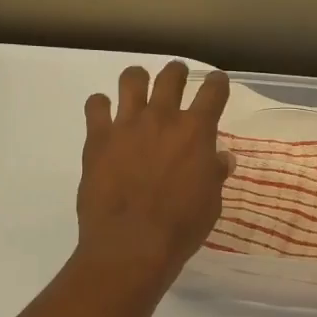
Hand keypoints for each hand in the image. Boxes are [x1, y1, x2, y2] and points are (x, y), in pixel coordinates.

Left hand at [76, 62, 231, 293]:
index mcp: (196, 131)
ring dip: (138, 79)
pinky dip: (101, 106)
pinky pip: (95, 106)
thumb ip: (214, 173)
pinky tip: (104, 115)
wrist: (131, 244)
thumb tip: (220, 158)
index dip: (217, 83)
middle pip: (171, 76)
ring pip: (131, 79)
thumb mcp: (210, 202)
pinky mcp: (98, 138)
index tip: (217, 83)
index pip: (213, 91)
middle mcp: (163, 118)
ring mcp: (127, 124)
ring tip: (138, 86)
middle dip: (177, 72)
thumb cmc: (181, 227)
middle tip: (178, 77)